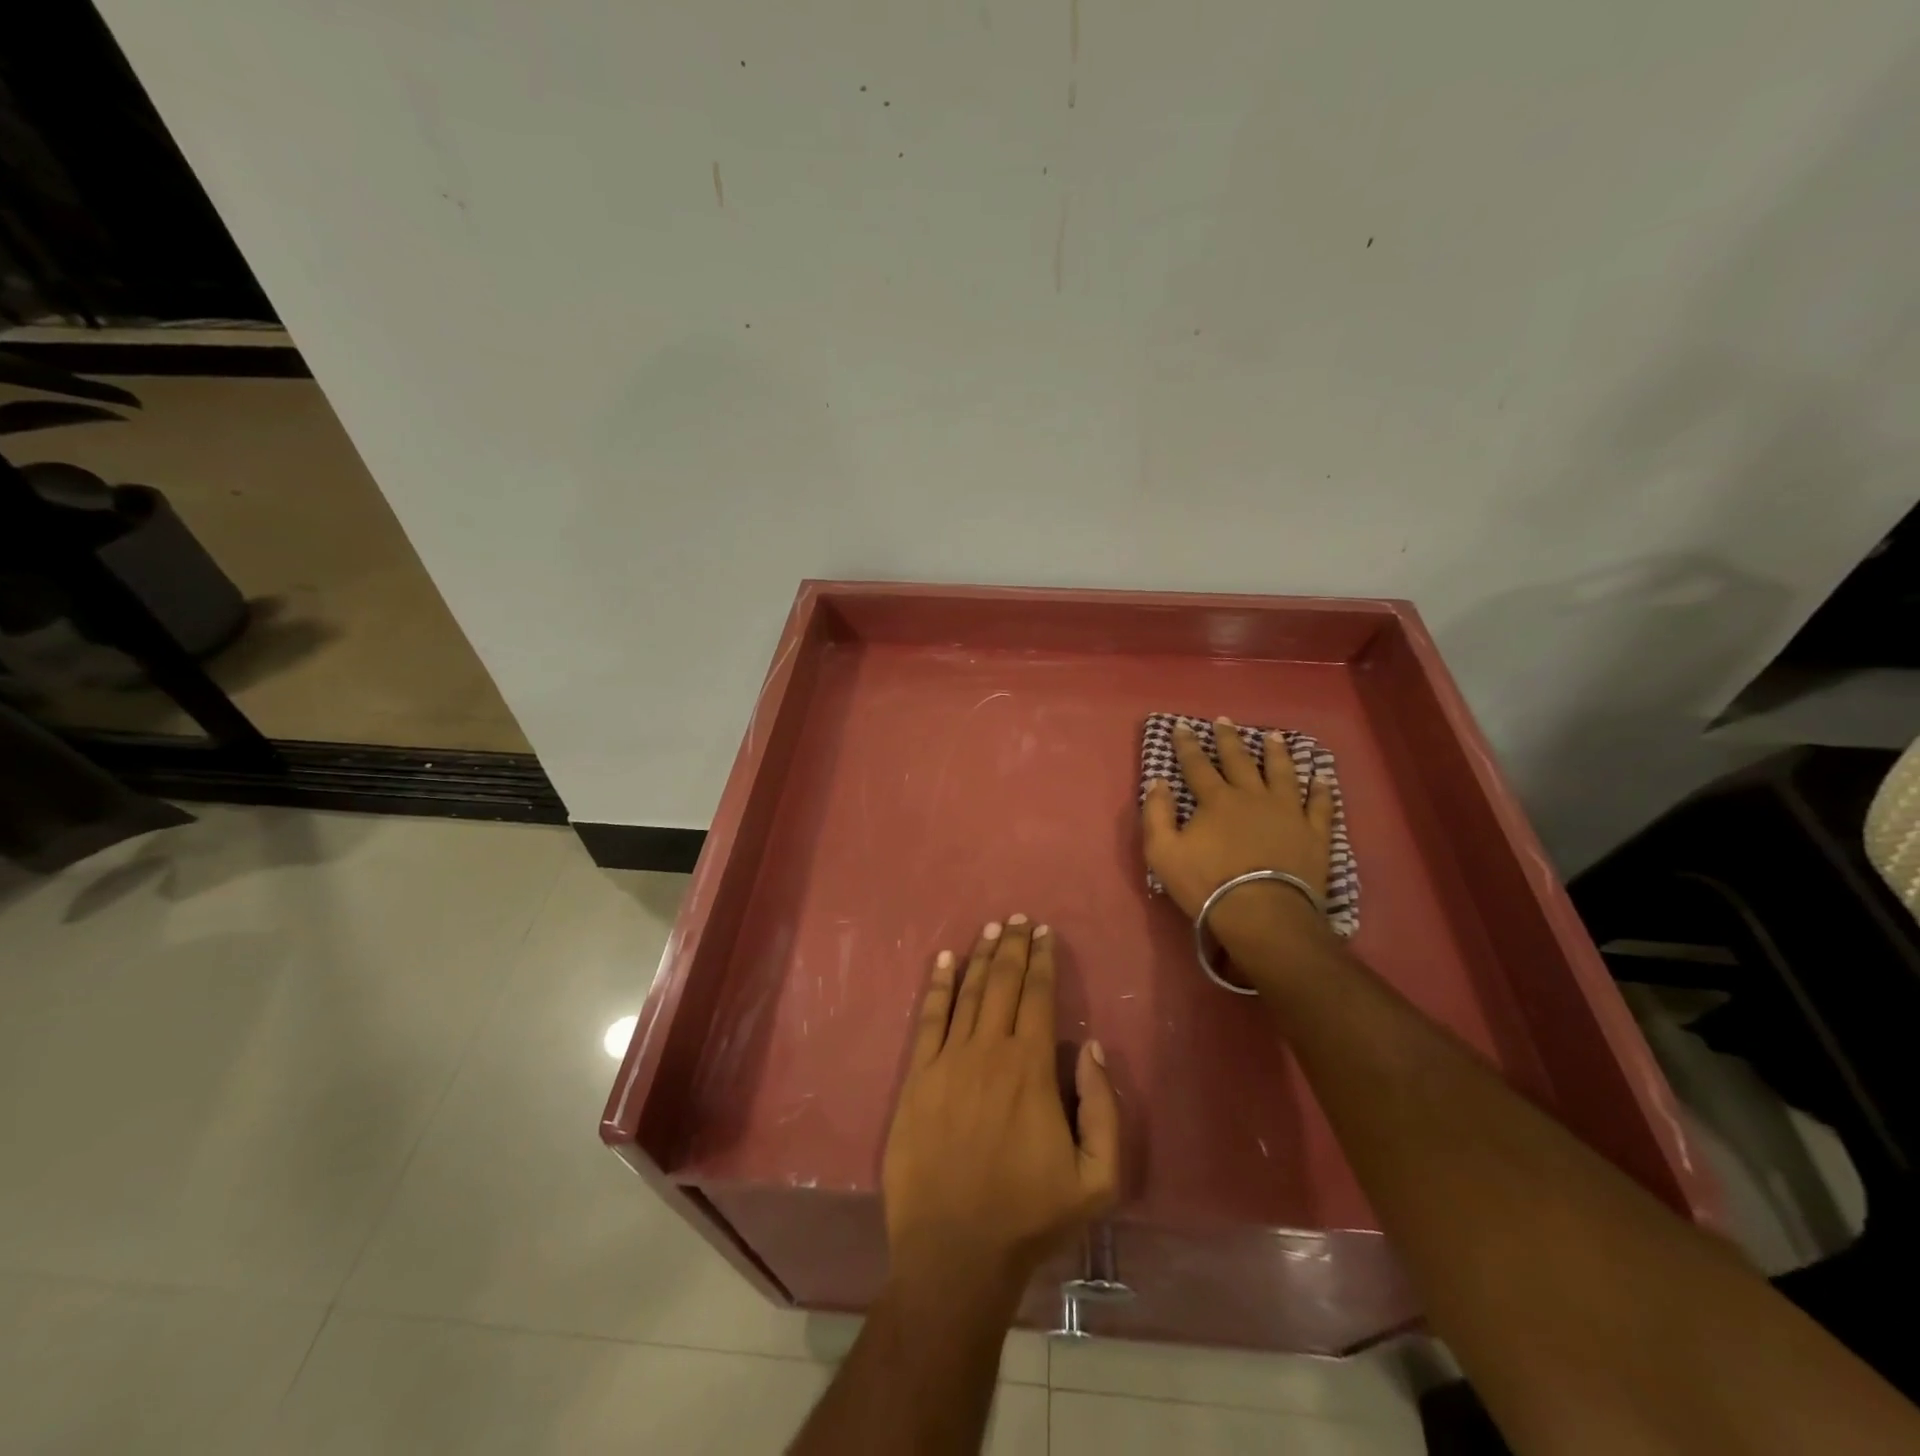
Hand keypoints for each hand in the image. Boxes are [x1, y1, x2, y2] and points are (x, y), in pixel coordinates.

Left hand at [882, 917, 1119, 1299]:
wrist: (954, 1250)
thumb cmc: (1029, 1216)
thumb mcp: (1097, 1179)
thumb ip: (1103, 1110)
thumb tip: (1093, 1049)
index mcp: (1032, 1069)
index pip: (1039, 997)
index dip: (1042, 961)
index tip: (1044, 933)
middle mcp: (990, 1051)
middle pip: (1003, 983)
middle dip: (1013, 946)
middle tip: (1018, 918)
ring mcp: (948, 1061)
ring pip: (968, 993)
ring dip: (980, 956)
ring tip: (990, 928)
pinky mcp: (917, 1078)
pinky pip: (929, 1019)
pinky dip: (937, 985)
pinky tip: (943, 961)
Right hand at [1141, 718, 1339, 983]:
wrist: (1263, 914)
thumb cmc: (1207, 884)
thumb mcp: (1163, 852)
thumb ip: (1156, 814)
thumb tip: (1158, 782)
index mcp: (1216, 800)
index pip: (1197, 765)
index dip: (1187, 744)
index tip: (1181, 726)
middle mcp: (1253, 796)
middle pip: (1240, 760)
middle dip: (1229, 739)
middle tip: (1225, 720)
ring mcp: (1288, 812)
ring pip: (1282, 773)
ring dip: (1277, 753)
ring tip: (1274, 737)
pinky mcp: (1314, 833)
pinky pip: (1320, 805)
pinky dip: (1321, 790)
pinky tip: (1321, 777)